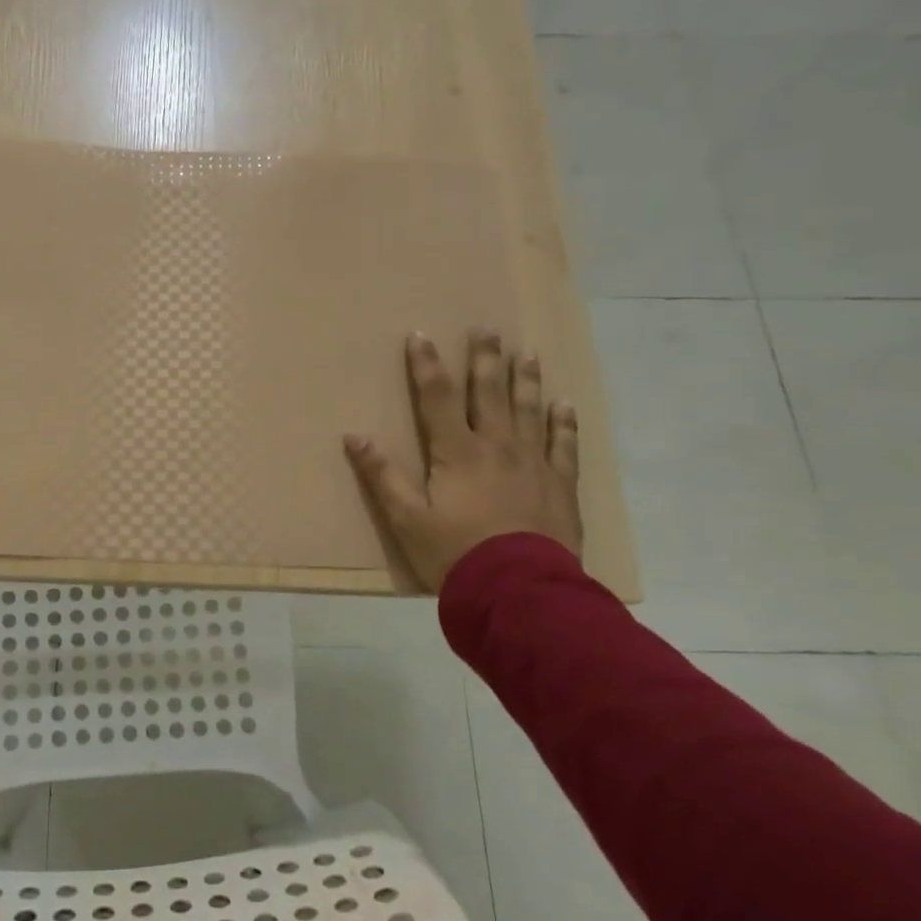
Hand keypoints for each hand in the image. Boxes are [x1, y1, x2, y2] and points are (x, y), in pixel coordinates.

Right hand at [345, 329, 581, 592]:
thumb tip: (356, 436)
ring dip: (526, 380)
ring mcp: (534, 464)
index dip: (426, 366)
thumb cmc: (454, 554)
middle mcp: (498, 447)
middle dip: (485, 360)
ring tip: (528, 354)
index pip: (438, 398)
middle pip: (490, 394)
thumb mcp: (406, 519)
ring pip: (530, 411)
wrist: (518, 591)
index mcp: (457, 453)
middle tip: (487, 330)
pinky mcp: (560, 486)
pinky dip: (564, 423)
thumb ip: (382, 476)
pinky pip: (564, 445)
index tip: (420, 335)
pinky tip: (565, 404)